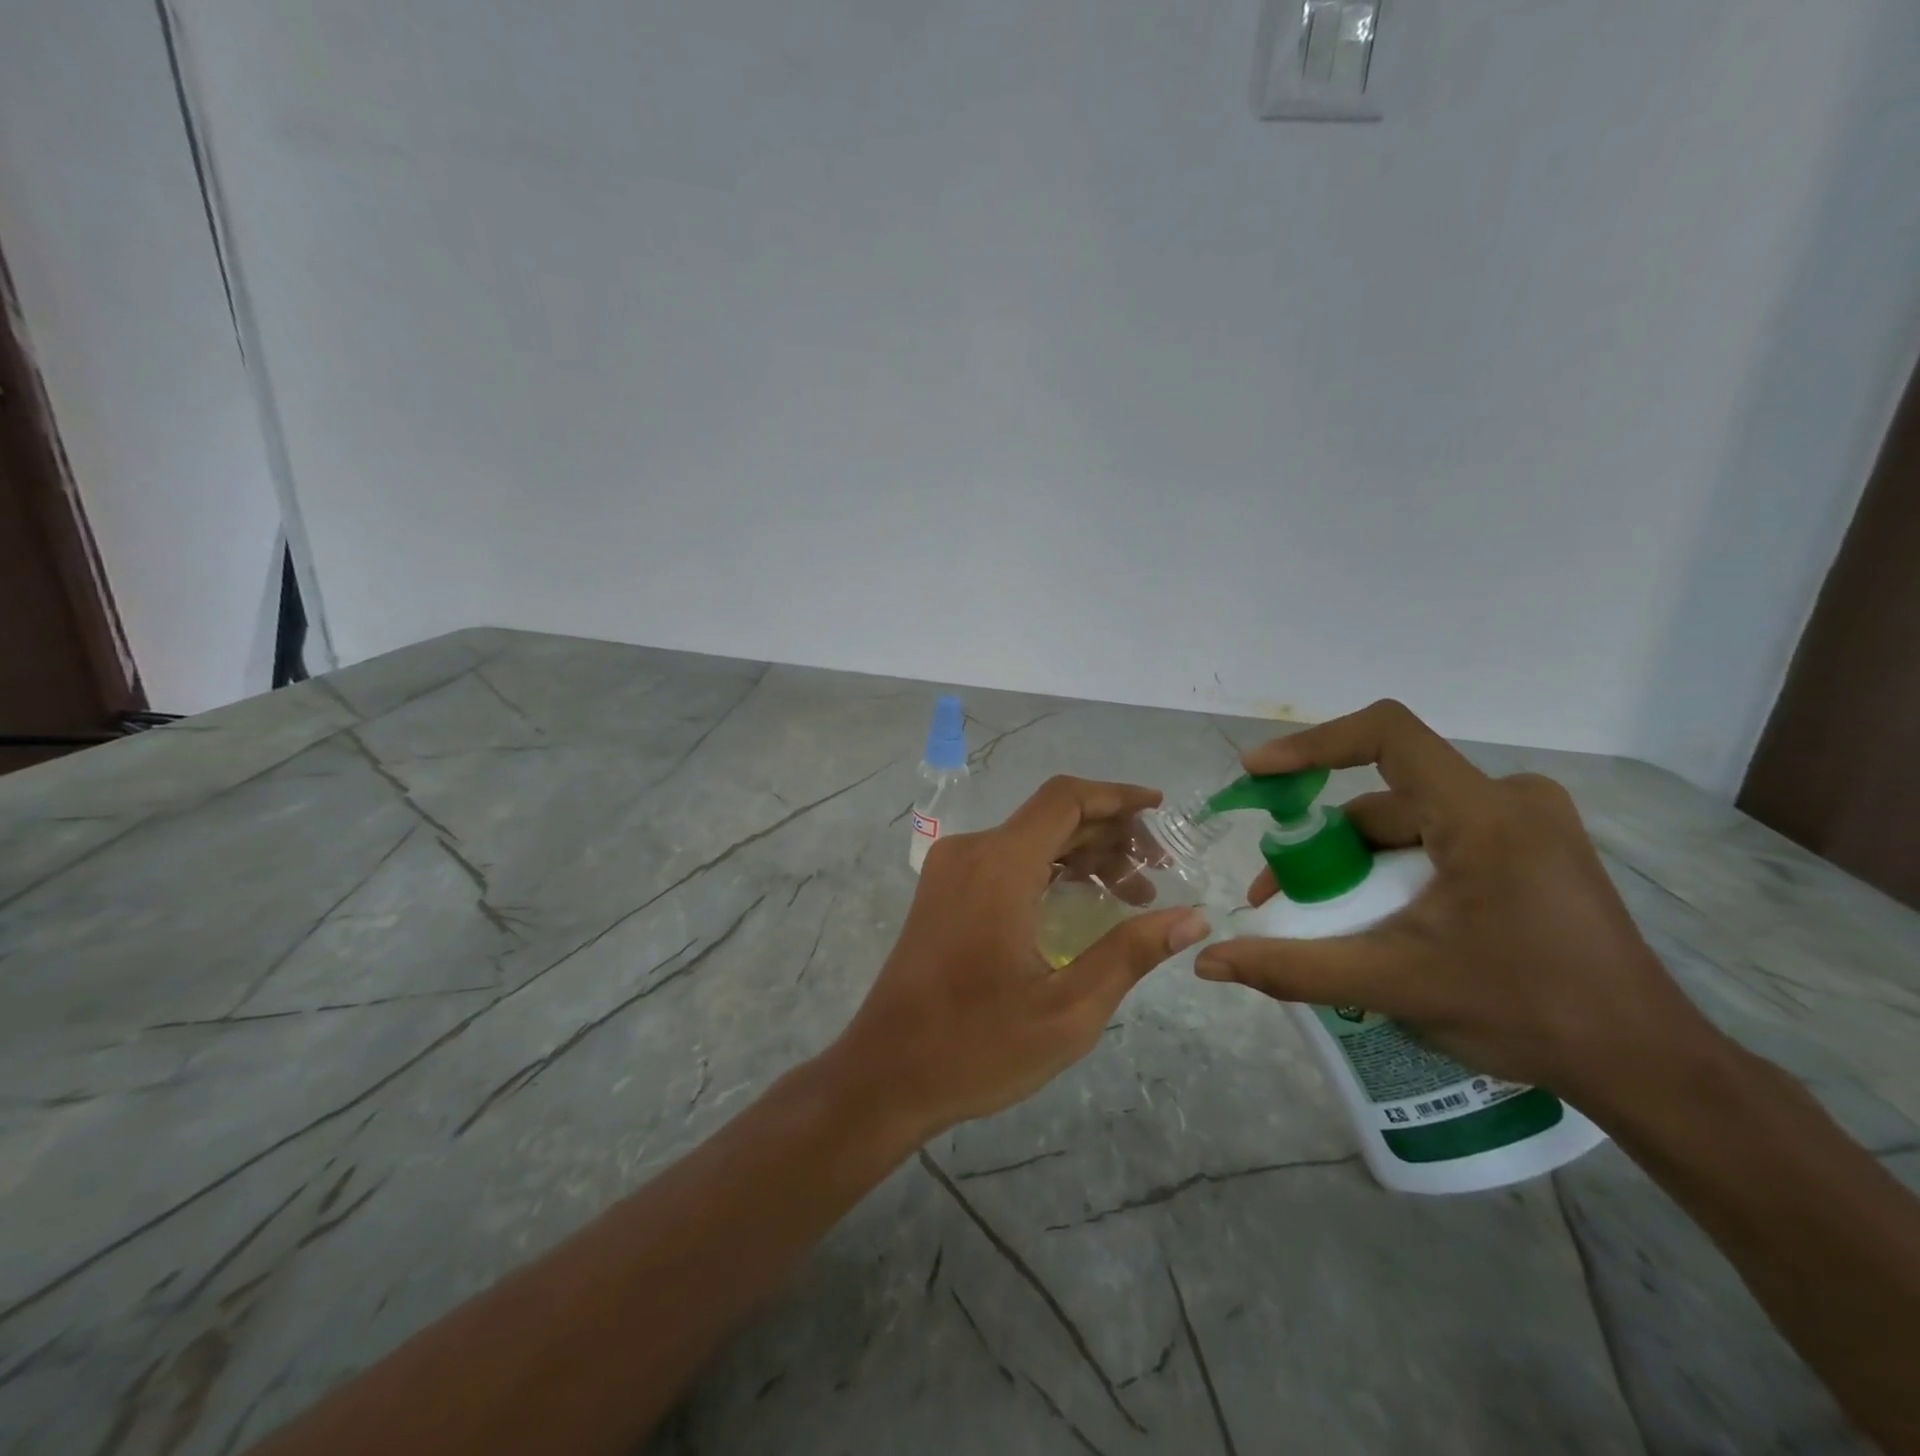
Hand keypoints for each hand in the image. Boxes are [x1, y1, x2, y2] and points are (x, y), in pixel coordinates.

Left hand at [828, 776, 1210, 1140]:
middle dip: (1109, 834)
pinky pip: (1005, 861)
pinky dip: (1048, 870)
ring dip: (1080, 854)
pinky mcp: (942, 892)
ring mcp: (950, 870)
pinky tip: (1081, 901)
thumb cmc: (977, 1045)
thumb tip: (1193, 916)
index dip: (1117, 797)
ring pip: (1028, 839)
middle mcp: (971, 852)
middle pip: (1050, 817)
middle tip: (1158, 871)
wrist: (885, 1074)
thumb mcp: (1068, 1009)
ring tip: (1133, 892)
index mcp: (999, 865)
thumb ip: (1131, 953)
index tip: (1160, 809)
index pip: (1065, 800)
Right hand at [1193, 701, 1718, 1105]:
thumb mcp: (1395, 985)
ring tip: (1321, 919)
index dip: (1312, 746)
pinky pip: (1437, 842)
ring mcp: (1526, 825)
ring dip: (1354, 863)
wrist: (1647, 1067)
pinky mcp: (1531, 852)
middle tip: (1279, 894)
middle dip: (1322, 843)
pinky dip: (1392, 871)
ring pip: (1408, 824)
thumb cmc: (1526, 1012)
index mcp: (1484, 813)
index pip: (1386, 734)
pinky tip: (1376, 919)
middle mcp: (1509, 800)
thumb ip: (1293, 968)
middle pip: (1385, 798)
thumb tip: (1209, 963)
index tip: (1257, 774)